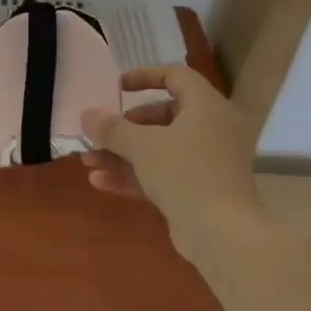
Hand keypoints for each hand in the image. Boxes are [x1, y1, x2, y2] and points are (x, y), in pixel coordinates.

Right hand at [80, 64, 264, 242]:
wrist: (223, 234)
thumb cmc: (185, 173)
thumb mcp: (142, 145)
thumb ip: (112, 128)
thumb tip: (87, 114)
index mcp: (207, 107)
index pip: (176, 76)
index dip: (144, 76)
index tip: (117, 87)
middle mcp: (212, 130)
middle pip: (163, 116)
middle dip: (125, 126)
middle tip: (101, 132)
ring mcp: (207, 162)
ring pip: (160, 149)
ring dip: (122, 153)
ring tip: (88, 160)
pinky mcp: (200, 190)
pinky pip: (164, 174)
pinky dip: (135, 175)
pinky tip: (100, 181)